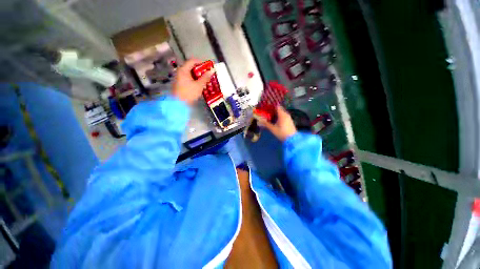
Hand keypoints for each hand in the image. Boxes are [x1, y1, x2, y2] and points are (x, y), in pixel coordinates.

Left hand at [172, 58, 213, 104]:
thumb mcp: (199, 85)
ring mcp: (180, 78)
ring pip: (191, 74)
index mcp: (183, 70)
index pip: (193, 61)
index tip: (208, 66)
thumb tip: (211, 71)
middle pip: (192, 68)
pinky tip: (201, 86)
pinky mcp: (181, 84)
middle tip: (209, 75)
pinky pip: (190, 80)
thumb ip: (205, 77)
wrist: (179, 104)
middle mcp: (180, 72)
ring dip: (199, 77)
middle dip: (201, 71)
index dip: (201, 62)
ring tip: (207, 81)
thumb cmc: (189, 93)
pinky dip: (196, 81)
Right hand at [258, 106, 296, 141]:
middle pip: (279, 109)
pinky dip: (279, 117)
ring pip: (281, 113)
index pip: (276, 106)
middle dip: (272, 110)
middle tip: (266, 112)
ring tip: (269, 117)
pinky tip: (275, 121)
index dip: (271, 106)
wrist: (292, 140)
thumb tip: (259, 121)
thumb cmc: (282, 133)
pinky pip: (283, 116)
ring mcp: (288, 118)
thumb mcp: (273, 129)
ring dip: (276, 114)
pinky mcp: (289, 121)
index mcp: (282, 114)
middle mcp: (286, 114)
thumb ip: (266, 124)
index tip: (266, 107)